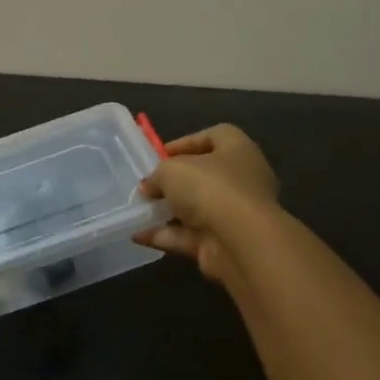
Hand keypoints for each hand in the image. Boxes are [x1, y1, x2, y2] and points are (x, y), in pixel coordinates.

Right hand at [135, 124, 279, 281]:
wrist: (240, 242)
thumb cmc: (210, 188)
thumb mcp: (171, 170)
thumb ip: (157, 175)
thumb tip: (149, 187)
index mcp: (238, 150)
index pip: (216, 136)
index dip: (187, 142)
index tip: (160, 154)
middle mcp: (242, 180)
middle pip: (205, 176)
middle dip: (174, 182)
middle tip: (148, 186)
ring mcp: (234, 215)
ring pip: (196, 209)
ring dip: (167, 211)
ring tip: (137, 211)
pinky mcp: (223, 243)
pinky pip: (189, 236)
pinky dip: (165, 236)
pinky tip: (139, 235)